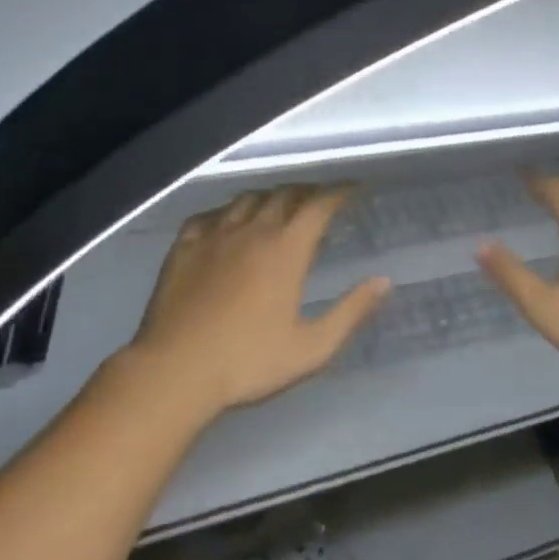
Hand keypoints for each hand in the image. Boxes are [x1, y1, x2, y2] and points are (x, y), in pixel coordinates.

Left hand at [125, 185, 389, 421]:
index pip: (319, 205)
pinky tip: (226, 222)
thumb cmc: (247, 362)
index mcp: (286, 250)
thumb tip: (384, 282)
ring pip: (246, 199)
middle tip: (319, 198)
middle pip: (284, 195)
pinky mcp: (183, 247)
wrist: (174, 371)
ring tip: (278, 205)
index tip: (354, 188)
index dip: (340, 192)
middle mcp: (252, 231)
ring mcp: (214, 236)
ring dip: (269, 196)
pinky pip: (208, 215)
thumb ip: (350, 312)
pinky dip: (226, 212)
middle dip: (307, 191)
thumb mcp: (311, 348)